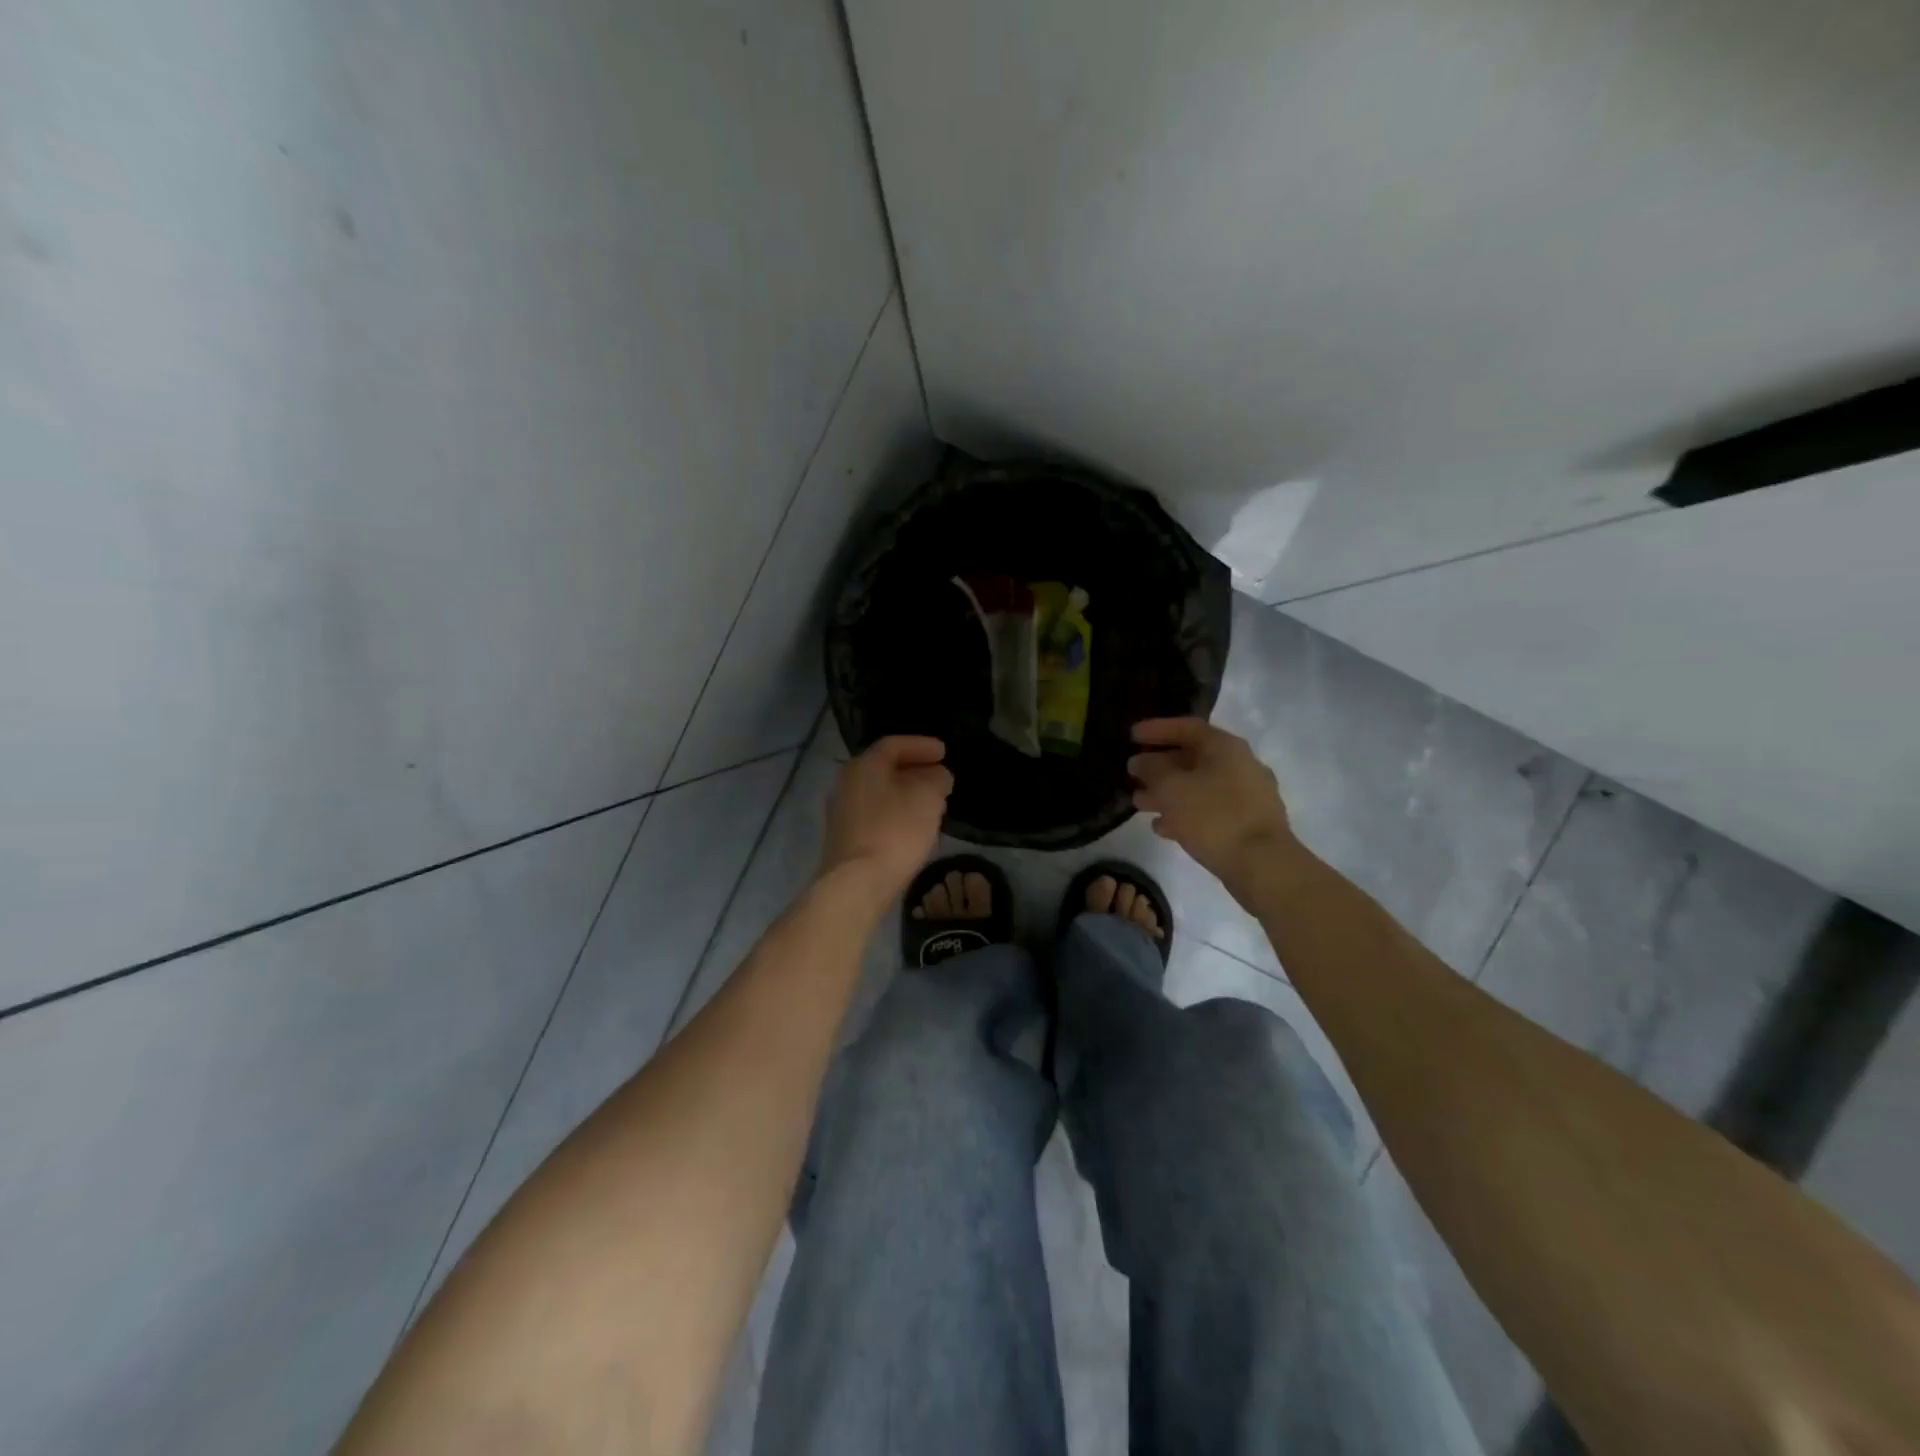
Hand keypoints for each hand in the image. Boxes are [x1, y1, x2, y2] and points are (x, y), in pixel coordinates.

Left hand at [819, 736, 953, 898]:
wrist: (857, 883)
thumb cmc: (895, 831)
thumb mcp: (928, 797)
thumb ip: (937, 778)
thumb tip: (937, 776)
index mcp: (864, 765)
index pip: (894, 744)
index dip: (922, 745)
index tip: (945, 752)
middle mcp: (846, 783)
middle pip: (884, 768)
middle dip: (915, 770)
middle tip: (940, 777)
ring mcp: (842, 813)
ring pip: (880, 793)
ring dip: (907, 794)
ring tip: (933, 803)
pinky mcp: (845, 839)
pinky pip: (876, 815)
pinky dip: (896, 813)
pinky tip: (914, 827)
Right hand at [1129, 718, 1295, 892]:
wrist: (1263, 865)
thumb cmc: (1214, 817)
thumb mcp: (1172, 788)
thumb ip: (1151, 770)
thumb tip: (1140, 761)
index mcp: (1225, 747)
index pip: (1187, 727)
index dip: (1157, 729)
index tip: (1131, 736)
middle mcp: (1240, 765)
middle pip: (1193, 758)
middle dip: (1159, 766)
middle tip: (1132, 774)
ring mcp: (1247, 796)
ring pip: (1199, 786)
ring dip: (1167, 792)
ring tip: (1139, 803)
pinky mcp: (1247, 823)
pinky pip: (1209, 810)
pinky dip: (1184, 813)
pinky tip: (1163, 828)